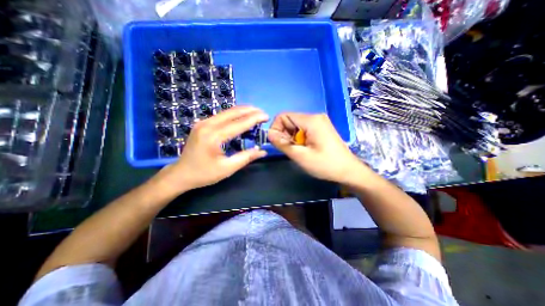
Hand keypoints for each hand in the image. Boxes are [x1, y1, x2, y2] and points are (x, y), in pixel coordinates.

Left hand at [153, 106, 267, 193]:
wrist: (181, 174)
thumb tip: (262, 151)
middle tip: (263, 113)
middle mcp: (207, 125)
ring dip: (242, 111)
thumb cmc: (204, 174)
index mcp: (214, 136)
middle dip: (250, 111)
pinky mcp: (202, 124)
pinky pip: (221, 116)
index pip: (239, 124)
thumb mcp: (227, 168)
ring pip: (226, 112)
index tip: (266, 116)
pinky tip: (241, 117)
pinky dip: (234, 115)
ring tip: (255, 112)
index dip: (254, 119)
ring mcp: (203, 123)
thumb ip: (246, 157)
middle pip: (232, 112)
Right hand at [267, 112, 368, 183]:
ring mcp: (319, 122)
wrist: (348, 171)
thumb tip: (269, 134)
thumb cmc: (325, 164)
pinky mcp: (320, 128)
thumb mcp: (301, 156)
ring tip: (299, 151)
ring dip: (292, 138)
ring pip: (295, 126)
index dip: (276, 129)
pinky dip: (299, 139)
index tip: (279, 143)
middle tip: (291, 149)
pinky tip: (304, 149)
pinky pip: (302, 129)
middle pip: (289, 120)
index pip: (283, 116)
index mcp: (311, 120)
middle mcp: (315, 117)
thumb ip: (282, 144)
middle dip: (285, 134)